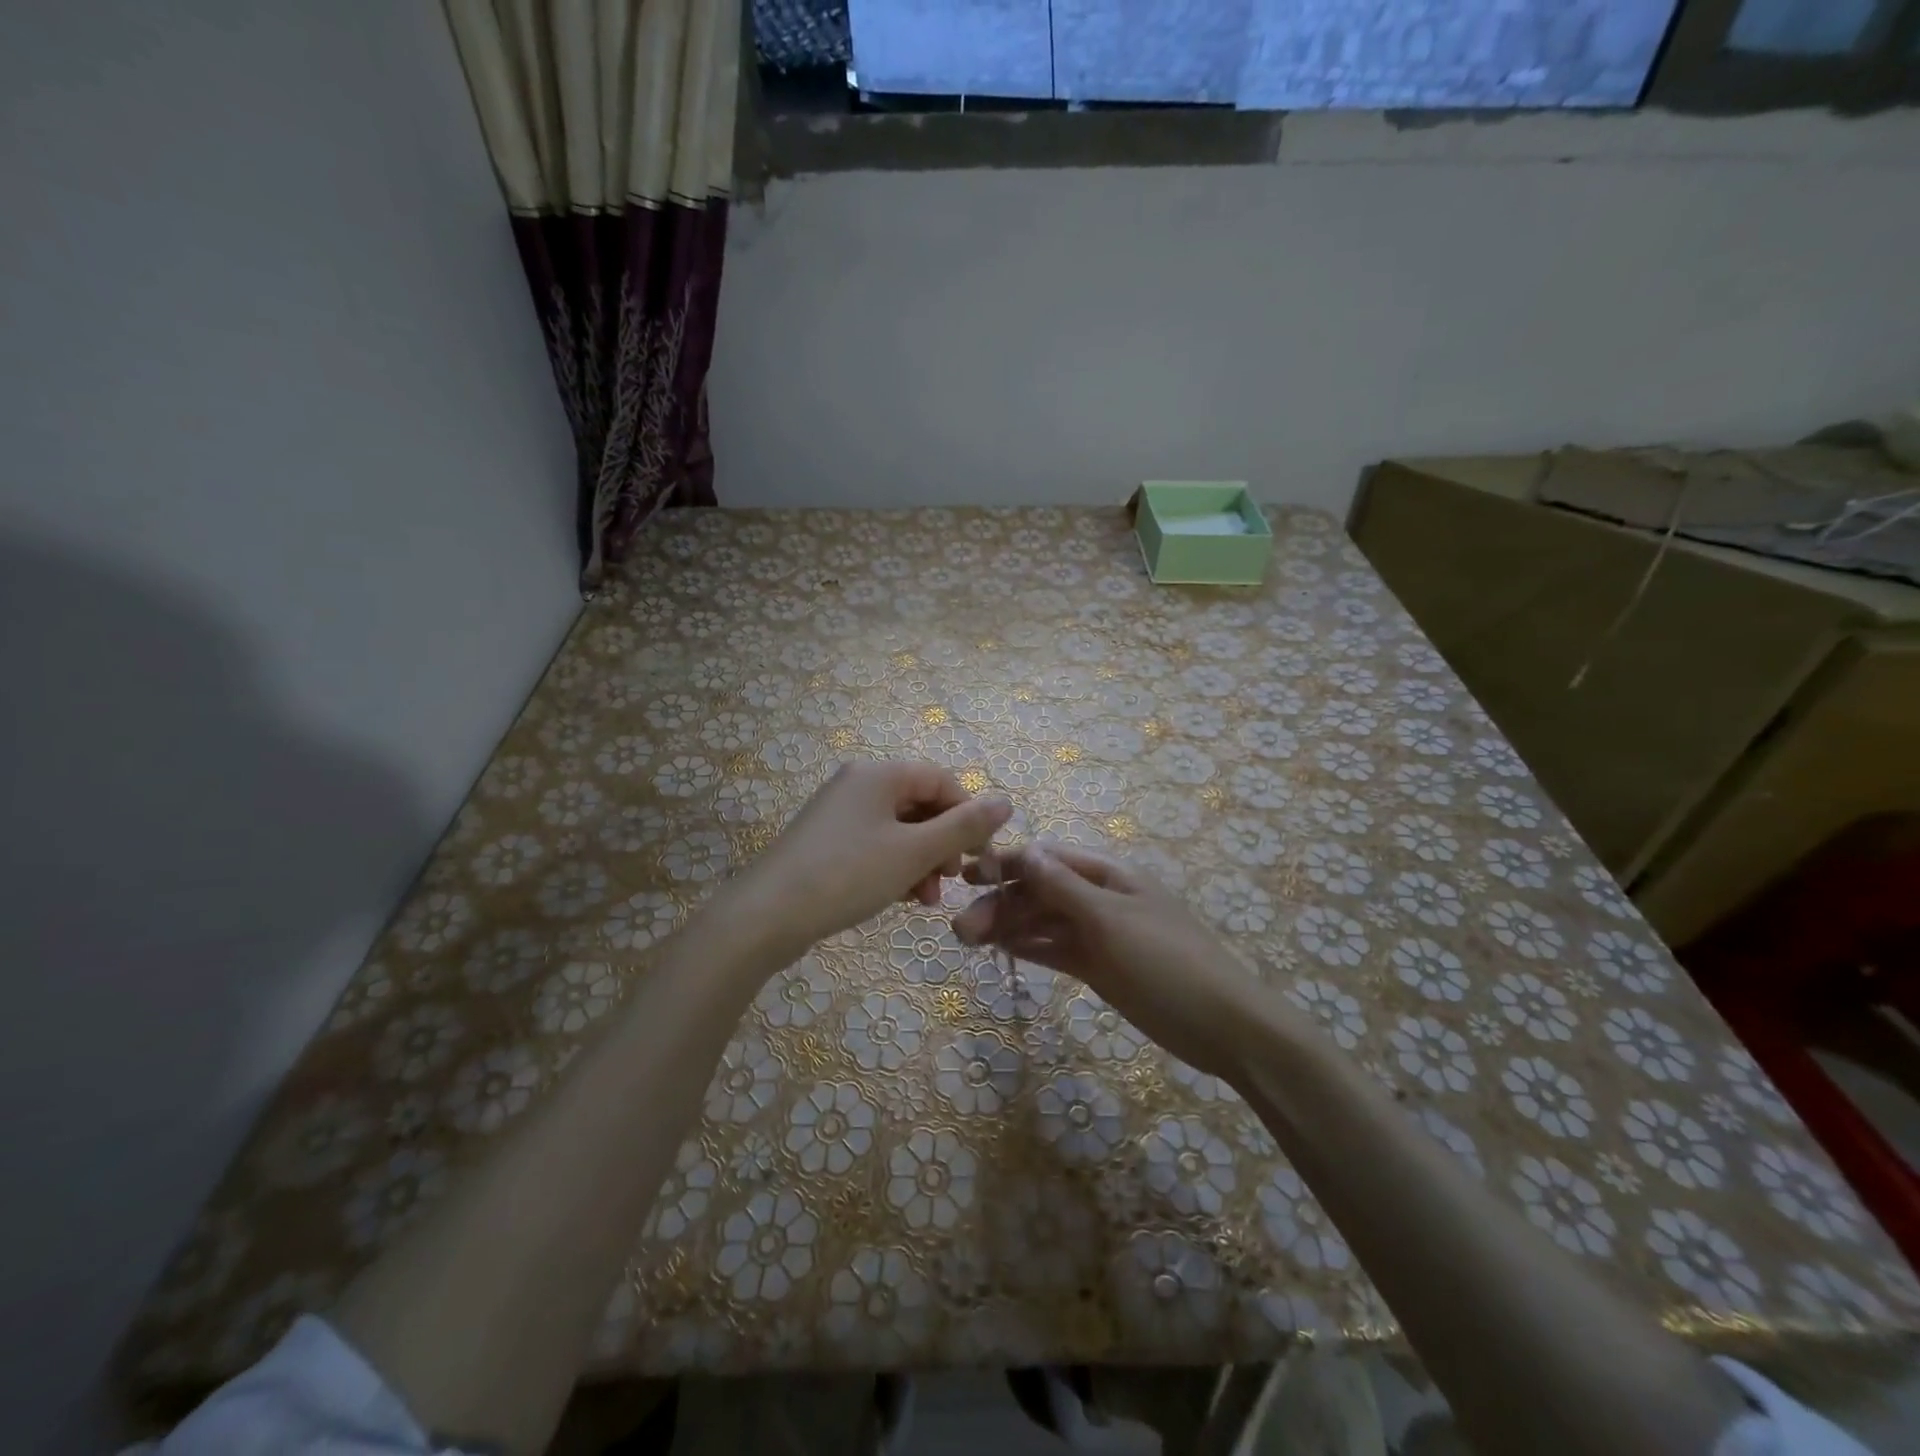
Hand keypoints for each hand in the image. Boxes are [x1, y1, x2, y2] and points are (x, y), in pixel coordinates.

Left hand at [730, 760, 1010, 961]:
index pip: (942, 780)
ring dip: (922, 861)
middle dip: (943, 843)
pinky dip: (895, 867)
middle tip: (952, 880)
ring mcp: (839, 813)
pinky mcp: (826, 841)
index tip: (980, 857)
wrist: (767, 915)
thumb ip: (963, 827)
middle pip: (920, 804)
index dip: (969, 815)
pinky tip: (900, 898)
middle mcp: (858, 783)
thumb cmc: (848, 874)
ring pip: (899, 829)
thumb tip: (1006, 801)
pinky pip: (875, 844)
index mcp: (879, 774)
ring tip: (926, 900)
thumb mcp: (914, 852)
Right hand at [952, 844, 1270, 1079]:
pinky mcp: (1099, 966)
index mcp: (1108, 874)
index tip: (966, 876)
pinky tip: (1001, 951)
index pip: (1048, 858)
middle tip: (960, 929)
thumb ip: (1063, 887)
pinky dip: (1029, 948)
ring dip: (1009, 927)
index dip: (1007, 863)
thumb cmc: (1167, 961)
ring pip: (1044, 922)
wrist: (1222, 1025)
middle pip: (1041, 891)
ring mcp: (1099, 934)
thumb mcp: (1111, 919)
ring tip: (969, 941)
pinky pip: (1056, 950)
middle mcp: (1099, 898)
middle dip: (1001, 903)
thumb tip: (1023, 850)